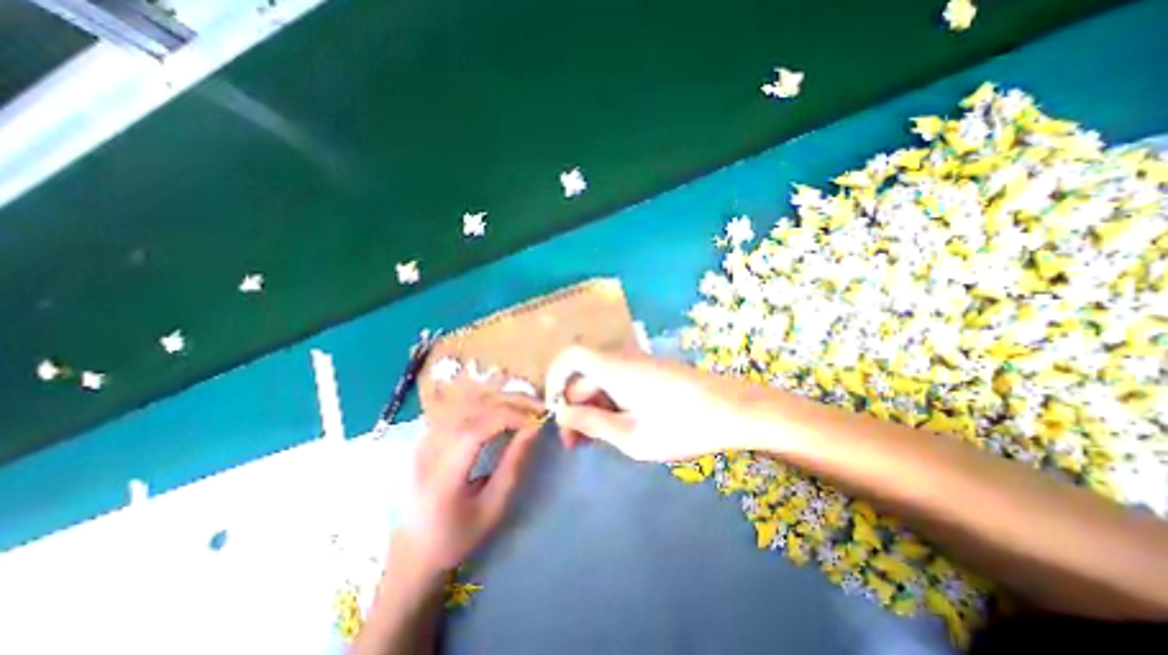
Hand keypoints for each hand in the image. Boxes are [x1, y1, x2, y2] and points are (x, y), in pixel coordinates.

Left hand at [395, 376, 544, 576]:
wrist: (414, 548)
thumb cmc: (458, 535)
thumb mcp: (492, 508)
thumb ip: (513, 465)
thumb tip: (534, 428)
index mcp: (441, 475)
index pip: (476, 429)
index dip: (510, 417)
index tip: (537, 420)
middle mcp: (428, 448)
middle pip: (473, 408)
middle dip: (511, 403)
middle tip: (539, 408)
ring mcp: (426, 437)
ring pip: (469, 402)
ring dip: (502, 399)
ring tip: (527, 406)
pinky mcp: (430, 432)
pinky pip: (464, 408)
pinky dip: (490, 404)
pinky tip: (506, 410)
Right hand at [549, 346, 774, 462]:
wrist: (734, 410)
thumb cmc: (682, 426)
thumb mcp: (631, 435)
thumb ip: (592, 423)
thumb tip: (562, 414)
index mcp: (613, 368)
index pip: (570, 355)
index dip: (554, 378)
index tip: (554, 411)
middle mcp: (622, 359)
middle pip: (584, 375)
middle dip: (574, 407)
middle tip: (575, 444)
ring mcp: (638, 365)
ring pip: (602, 382)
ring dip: (592, 408)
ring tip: (594, 442)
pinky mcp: (651, 373)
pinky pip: (619, 383)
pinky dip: (610, 404)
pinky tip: (617, 429)